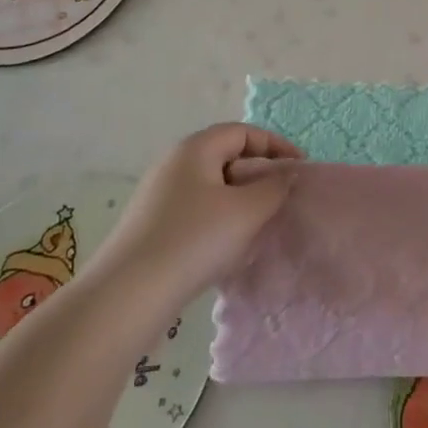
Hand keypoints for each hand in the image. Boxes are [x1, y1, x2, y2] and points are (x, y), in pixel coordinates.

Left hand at [91, 124, 304, 304]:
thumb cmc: (194, 240)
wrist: (127, 295)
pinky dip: (219, 220)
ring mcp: (159, 195)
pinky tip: (227, 249)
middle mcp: (174, 163)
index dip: (275, 146)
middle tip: (282, 199)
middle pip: (226, 157)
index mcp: (195, 148)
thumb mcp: (246, 212)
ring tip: (259, 226)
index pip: (243, 132)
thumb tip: (287, 173)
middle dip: (258, 175)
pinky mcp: (151, 225)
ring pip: (212, 187)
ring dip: (240, 201)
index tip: (300, 169)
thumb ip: (274, 187)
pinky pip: (196, 210)